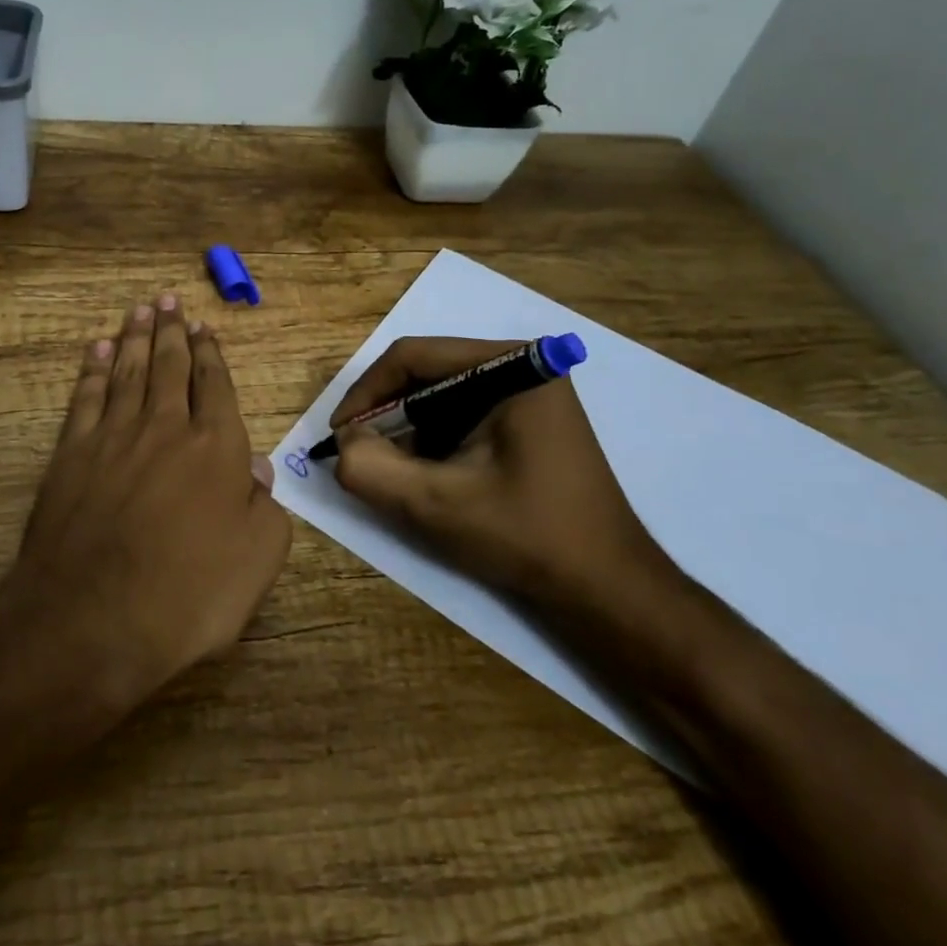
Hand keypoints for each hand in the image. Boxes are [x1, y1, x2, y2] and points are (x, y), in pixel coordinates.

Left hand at [0, 293, 291, 716]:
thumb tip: (258, 469)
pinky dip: (92, 370)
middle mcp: (165, 428)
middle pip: (169, 367)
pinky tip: (96, 351)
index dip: (211, 354)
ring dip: (134, 338)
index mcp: (216, 448)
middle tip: (169, 300)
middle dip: (171, 331)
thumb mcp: (257, 559)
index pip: (215, 386)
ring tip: (139, 310)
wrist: (93, 619)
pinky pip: (86, 398)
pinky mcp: (71, 454)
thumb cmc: (188, 595)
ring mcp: (113, 437)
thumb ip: (265, 507)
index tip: (205, 327)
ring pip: (127, 372)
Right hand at [330, 337, 675, 618]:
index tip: (339, 435)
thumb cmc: (527, 537)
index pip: (413, 356)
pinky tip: (427, 477)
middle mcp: (522, 365)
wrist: (606, 589)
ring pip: (440, 395)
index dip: (365, 392)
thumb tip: (344, 442)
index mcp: (512, 366)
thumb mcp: (435, 504)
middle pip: (426, 372)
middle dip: (386, 414)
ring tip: (392, 472)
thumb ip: (371, 468)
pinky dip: (433, 441)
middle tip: (359, 455)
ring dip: (407, 431)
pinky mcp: (528, 419)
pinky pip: (461, 414)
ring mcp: (529, 392)